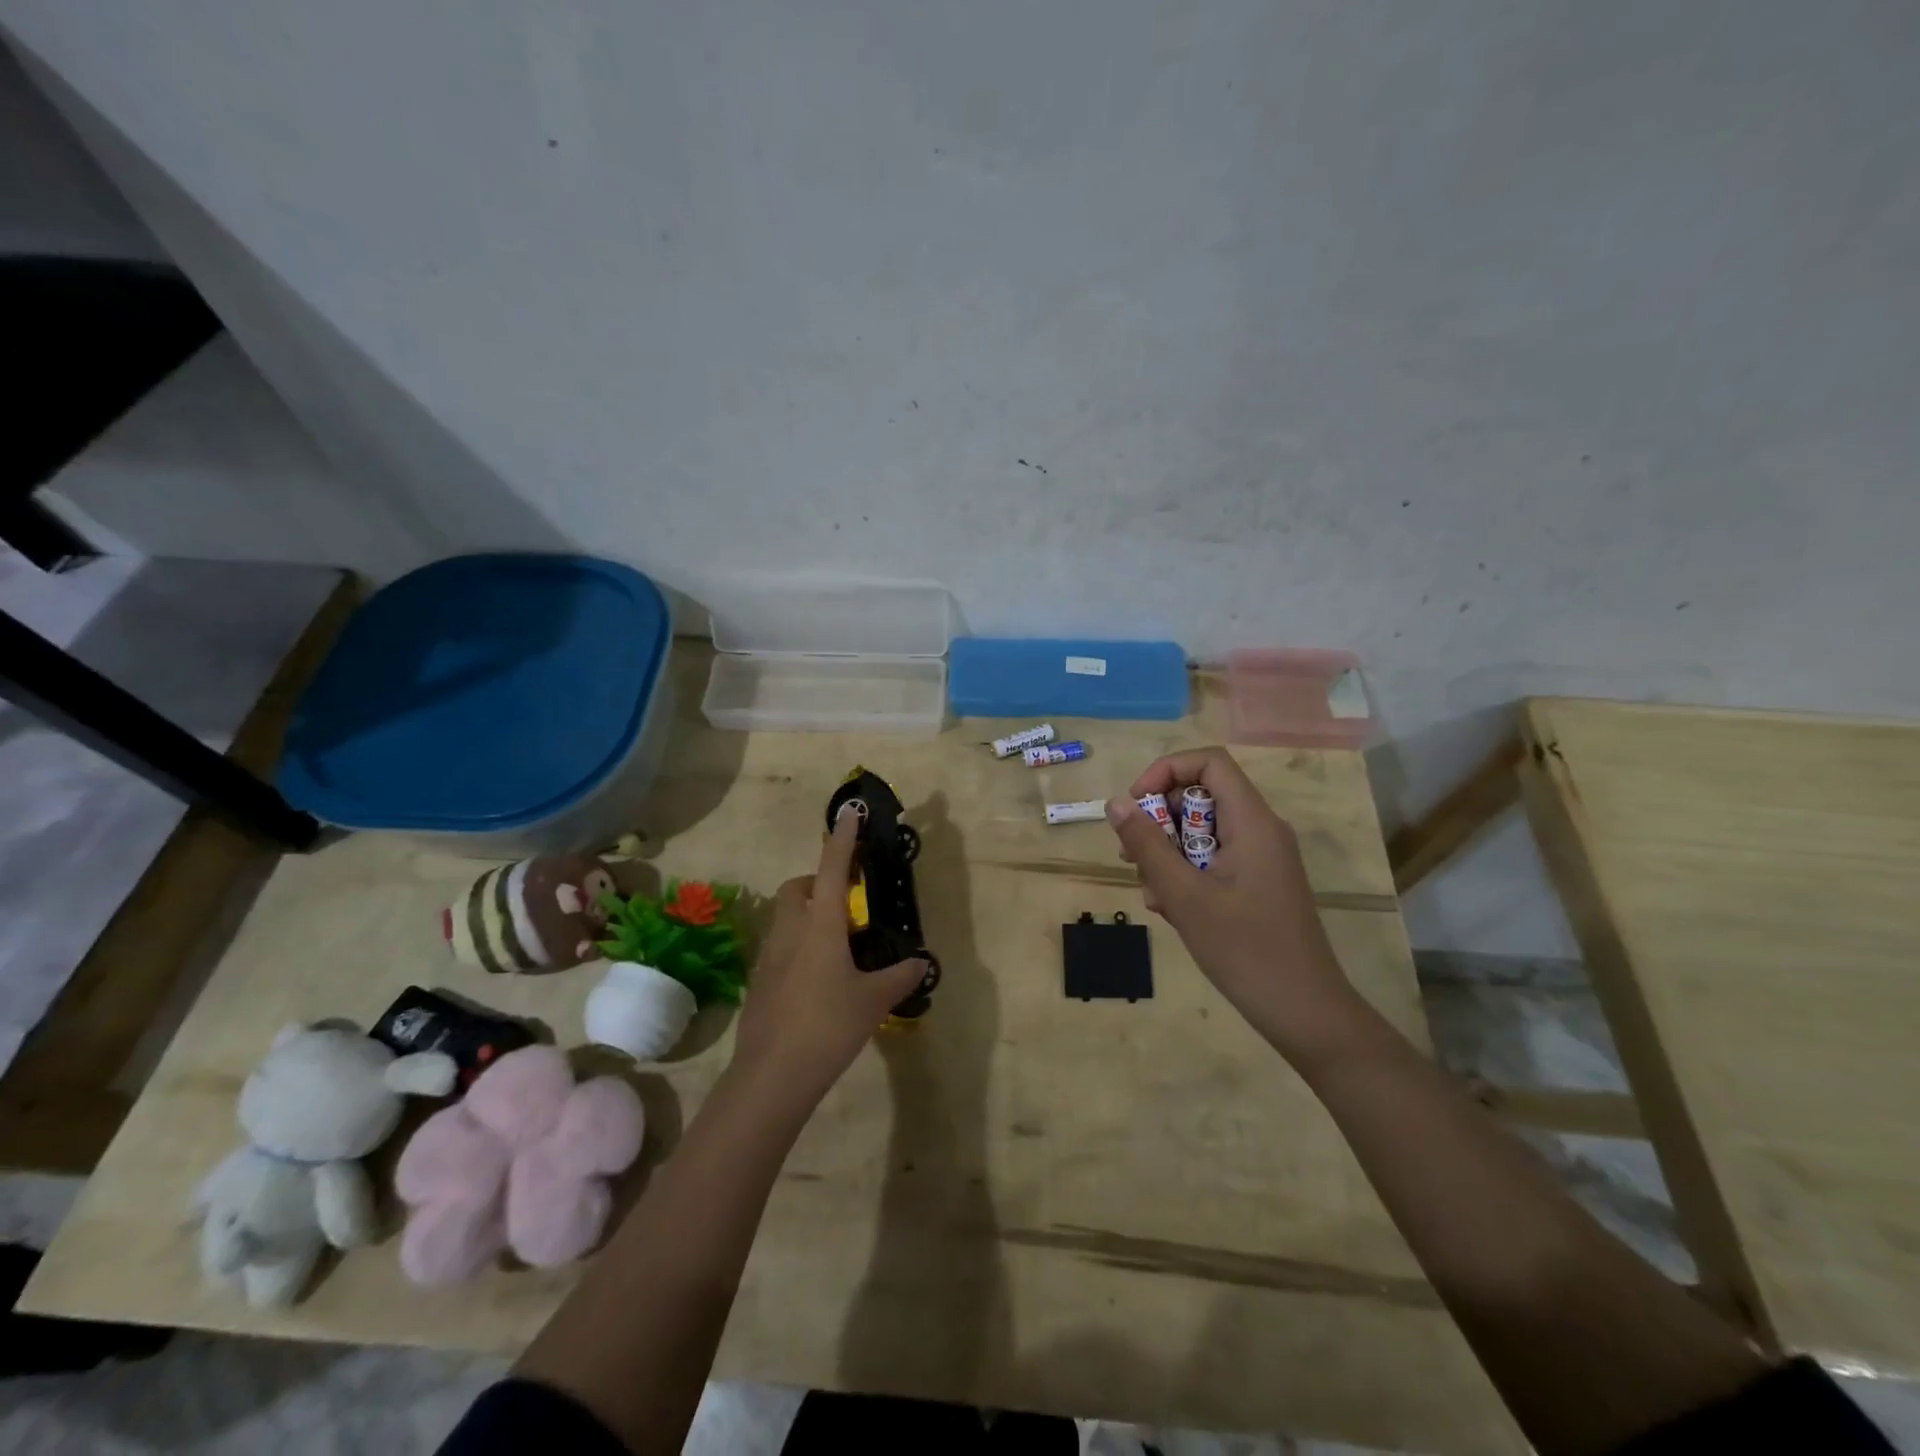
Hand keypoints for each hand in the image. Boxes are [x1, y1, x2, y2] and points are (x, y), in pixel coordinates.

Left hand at [729, 808, 928, 1104]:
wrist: (772, 1076)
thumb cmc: (828, 1026)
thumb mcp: (874, 1001)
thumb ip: (899, 978)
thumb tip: (921, 965)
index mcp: (820, 926)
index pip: (832, 870)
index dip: (842, 840)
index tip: (849, 814)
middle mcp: (791, 932)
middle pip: (796, 889)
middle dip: (817, 882)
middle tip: (844, 902)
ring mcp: (769, 958)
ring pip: (785, 918)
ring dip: (806, 915)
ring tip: (836, 943)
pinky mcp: (759, 983)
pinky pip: (779, 948)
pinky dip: (798, 947)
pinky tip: (817, 979)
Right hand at [1106, 747, 1365, 1064]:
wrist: (1304, 1012)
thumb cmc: (1244, 949)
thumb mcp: (1183, 895)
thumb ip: (1147, 845)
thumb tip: (1116, 803)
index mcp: (1251, 821)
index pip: (1208, 762)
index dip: (1166, 772)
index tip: (1136, 807)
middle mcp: (1260, 829)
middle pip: (1201, 796)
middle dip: (1160, 821)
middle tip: (1132, 858)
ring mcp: (1261, 857)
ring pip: (1202, 831)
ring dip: (1168, 853)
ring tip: (1152, 893)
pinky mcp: (1257, 882)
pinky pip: (1213, 858)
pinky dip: (1186, 874)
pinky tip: (1171, 909)